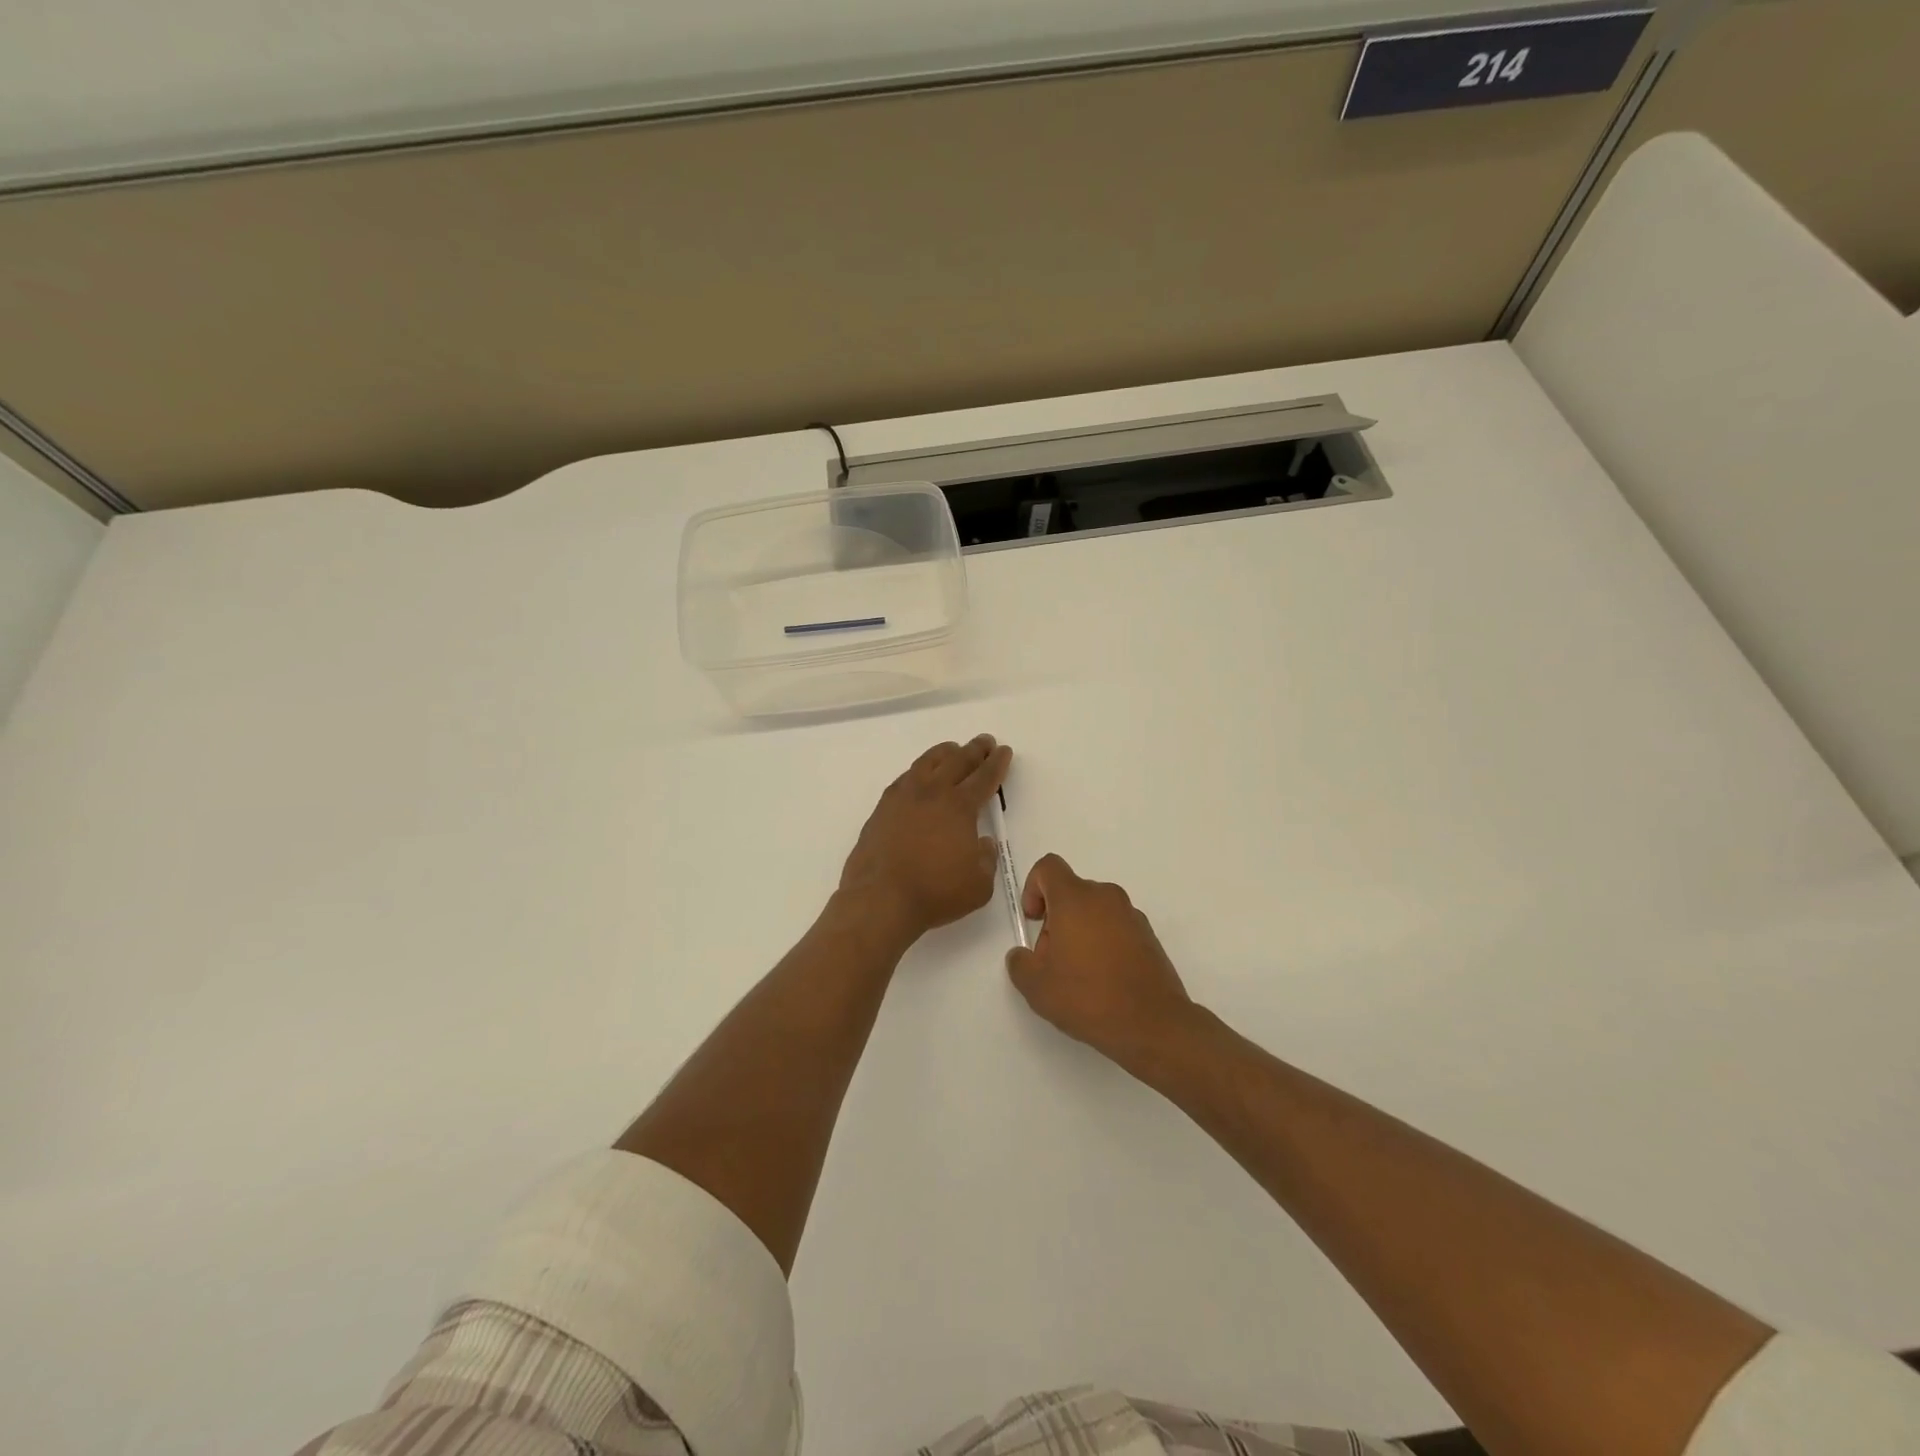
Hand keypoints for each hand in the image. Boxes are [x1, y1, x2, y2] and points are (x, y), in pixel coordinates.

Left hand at [839, 735, 1013, 943]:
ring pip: (927, 763)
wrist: (880, 899)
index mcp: (959, 806)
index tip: (1003, 751)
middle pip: (957, 761)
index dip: (996, 763)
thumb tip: (983, 843)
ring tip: (952, 749)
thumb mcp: (979, 885)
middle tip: (985, 741)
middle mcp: (932, 793)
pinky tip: (920, 775)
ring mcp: (903, 797)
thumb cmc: (935, 893)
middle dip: (975, 750)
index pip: (984, 777)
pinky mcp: (882, 809)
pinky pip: (905, 778)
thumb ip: (986, 860)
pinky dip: (919, 770)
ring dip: (944, 753)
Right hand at [1005, 854, 1197, 1068]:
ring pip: (1093, 910)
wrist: (1153, 1024)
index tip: (1033, 921)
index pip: (1048, 867)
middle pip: (1070, 892)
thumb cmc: (1089, 997)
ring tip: (1078, 975)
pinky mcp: (1148, 936)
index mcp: (1076, 898)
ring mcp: (1131, 915)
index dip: (1032, 888)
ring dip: (1079, 932)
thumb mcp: (1037, 987)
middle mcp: (1105, 897)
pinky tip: (1103, 980)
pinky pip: (1115, 927)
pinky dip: (1103, 943)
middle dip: (1055, 920)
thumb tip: (1023, 955)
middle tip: (1052, 960)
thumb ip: (1020, 963)